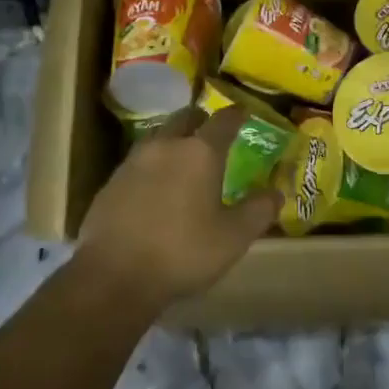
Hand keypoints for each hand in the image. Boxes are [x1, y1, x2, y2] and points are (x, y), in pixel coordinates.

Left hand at [74, 107, 277, 315]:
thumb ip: (258, 211)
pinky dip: (152, 166)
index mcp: (200, 152)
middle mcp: (166, 145)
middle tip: (212, 133)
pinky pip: (138, 162)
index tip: (244, 112)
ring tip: (183, 159)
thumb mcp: (233, 238)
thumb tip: (276, 192)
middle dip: (201, 121)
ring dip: (174, 140)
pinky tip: (155, 187)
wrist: (114, 276)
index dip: (236, 114)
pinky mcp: (112, 181)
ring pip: (159, 137)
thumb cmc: (182, 252)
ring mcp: (134, 161)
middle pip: (185, 118)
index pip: (223, 120)